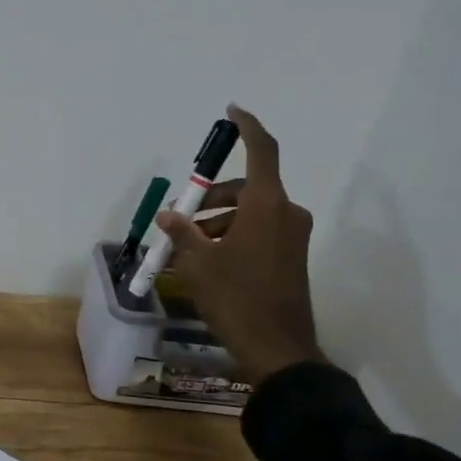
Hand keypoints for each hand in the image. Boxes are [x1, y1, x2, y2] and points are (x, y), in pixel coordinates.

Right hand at [155, 106, 327, 386]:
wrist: (277, 350)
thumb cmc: (236, 298)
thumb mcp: (198, 263)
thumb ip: (183, 232)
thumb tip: (169, 215)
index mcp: (267, 205)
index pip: (262, 150)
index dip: (248, 127)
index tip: (232, 111)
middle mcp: (286, 213)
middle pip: (245, 188)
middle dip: (209, 198)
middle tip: (178, 219)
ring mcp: (291, 236)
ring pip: (249, 212)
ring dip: (216, 222)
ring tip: (182, 248)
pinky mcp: (290, 257)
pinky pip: (257, 232)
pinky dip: (230, 237)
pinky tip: (202, 261)